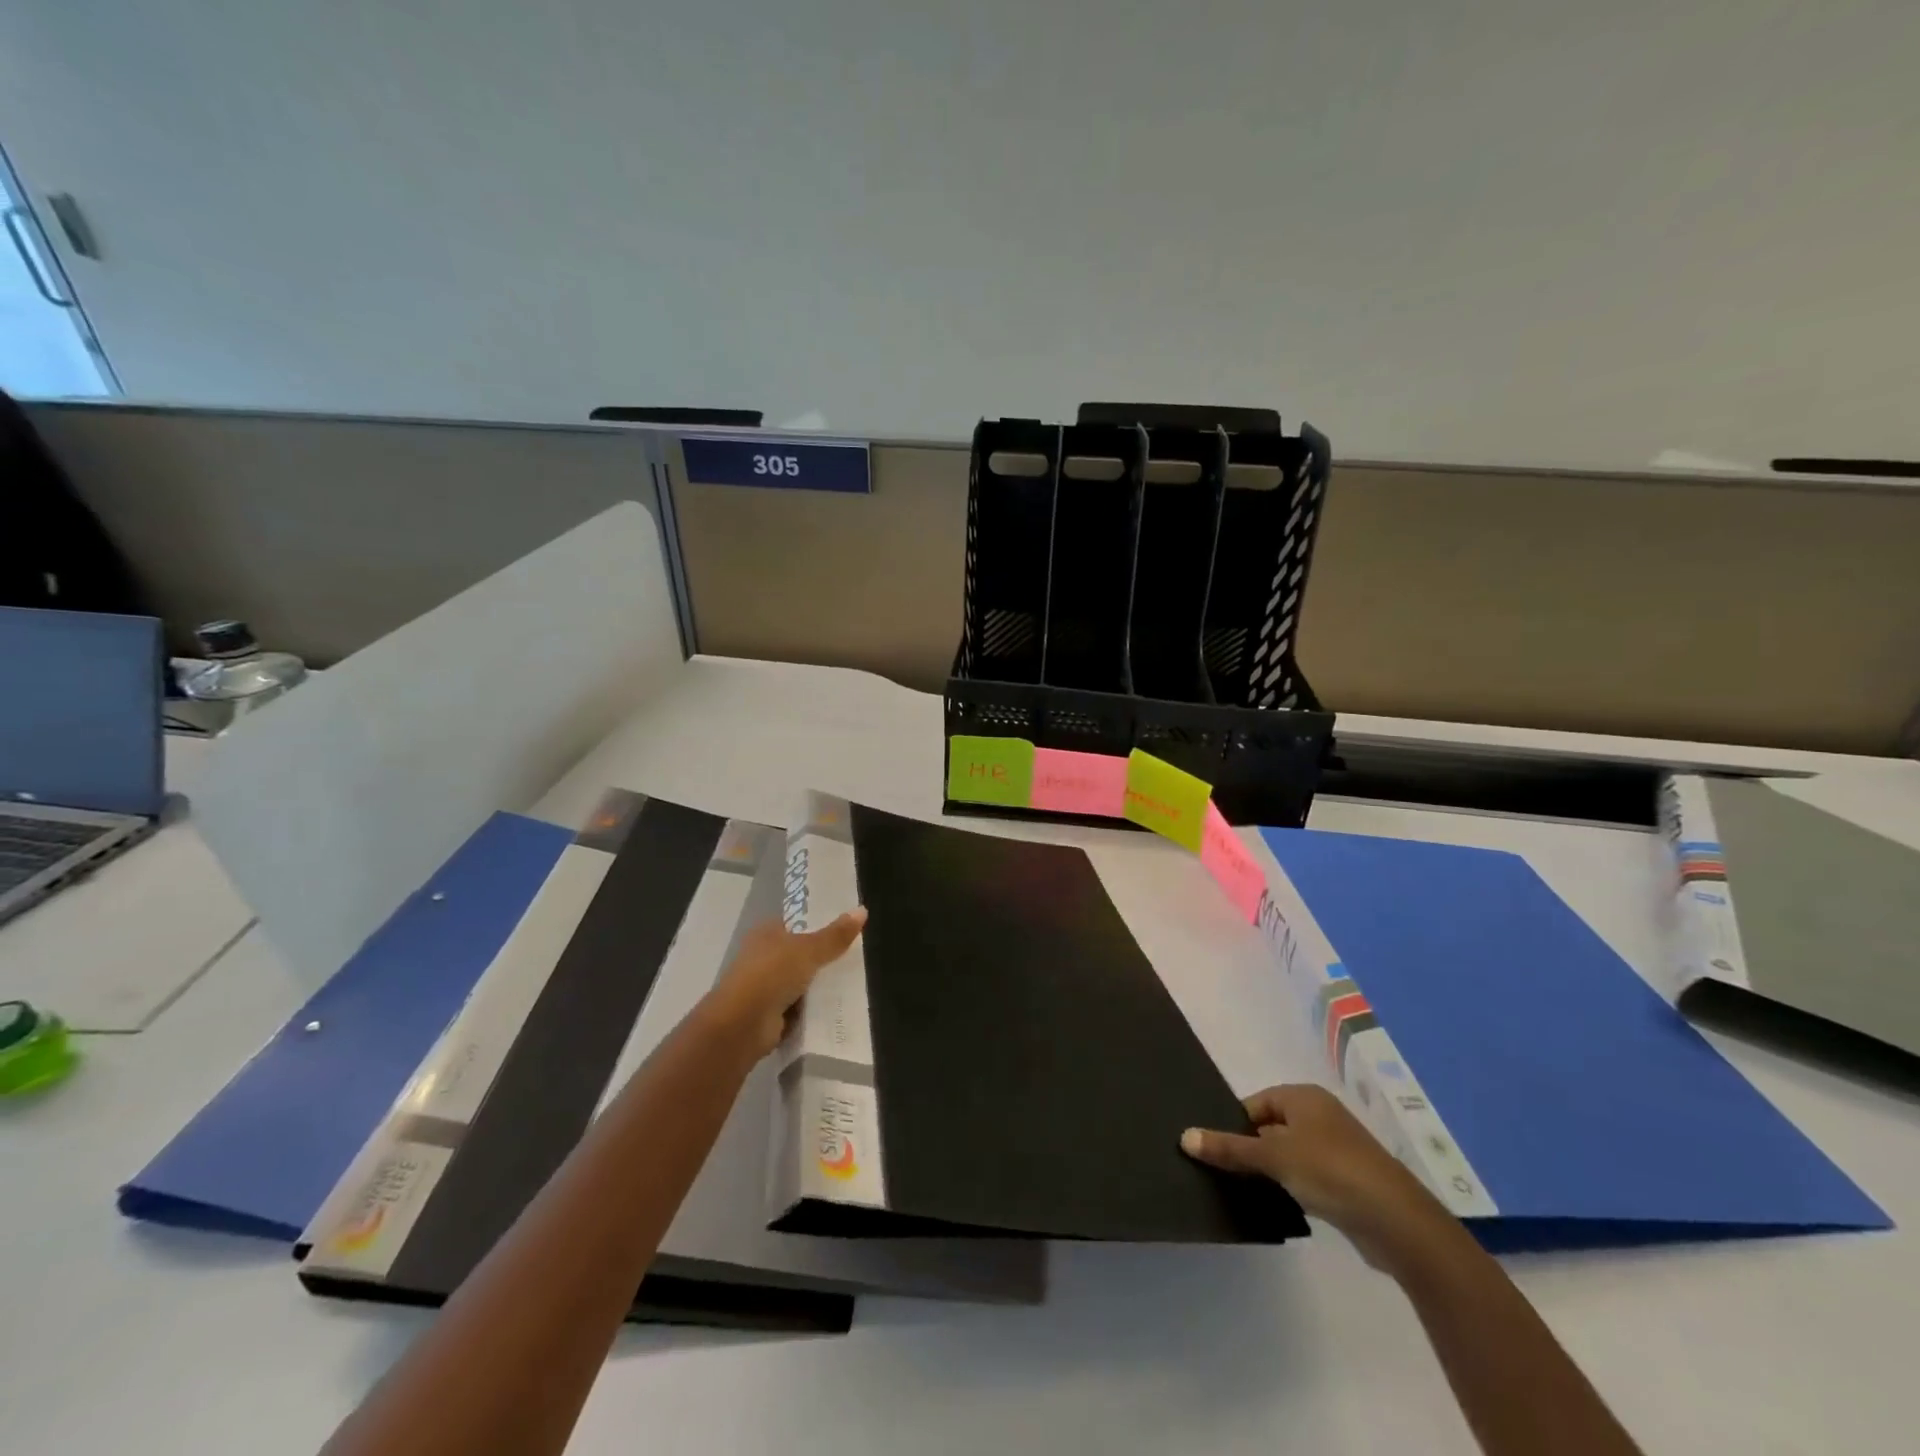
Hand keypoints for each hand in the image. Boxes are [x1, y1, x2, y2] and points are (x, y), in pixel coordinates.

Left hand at [702, 909, 866, 1056]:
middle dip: (824, 958)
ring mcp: (765, 986)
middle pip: (801, 954)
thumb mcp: (809, 950)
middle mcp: (763, 956)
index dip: (820, 925)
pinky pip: (798, 1007)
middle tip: (856, 958)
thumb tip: (863, 909)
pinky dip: (812, 1009)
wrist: (742, 1025)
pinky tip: (836, 1009)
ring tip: (853, 983)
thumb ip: (836, 935)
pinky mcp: (769, 1014)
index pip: (797, 924)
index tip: (847, 930)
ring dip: (819, 986)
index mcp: (766, 933)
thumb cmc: (772, 974)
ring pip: (801, 981)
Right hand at [1182, 1084, 1460, 1273]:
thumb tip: (1184, 1136)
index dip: (1233, 1124)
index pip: (1255, 1104)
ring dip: (1269, 1171)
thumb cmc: (1331, 1171)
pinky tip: (1276, 1206)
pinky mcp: (1346, 1182)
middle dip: (1248, 1148)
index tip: (1214, 1149)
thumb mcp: (1273, 1157)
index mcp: (1303, 1097)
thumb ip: (1230, 1148)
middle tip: (1220, 1170)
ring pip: (1288, 1155)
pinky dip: (1290, 1188)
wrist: (1397, 1222)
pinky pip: (1306, 1177)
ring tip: (1241, 1190)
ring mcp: (1336, 1149)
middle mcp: (1320, 1116)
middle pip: (1270, 1127)